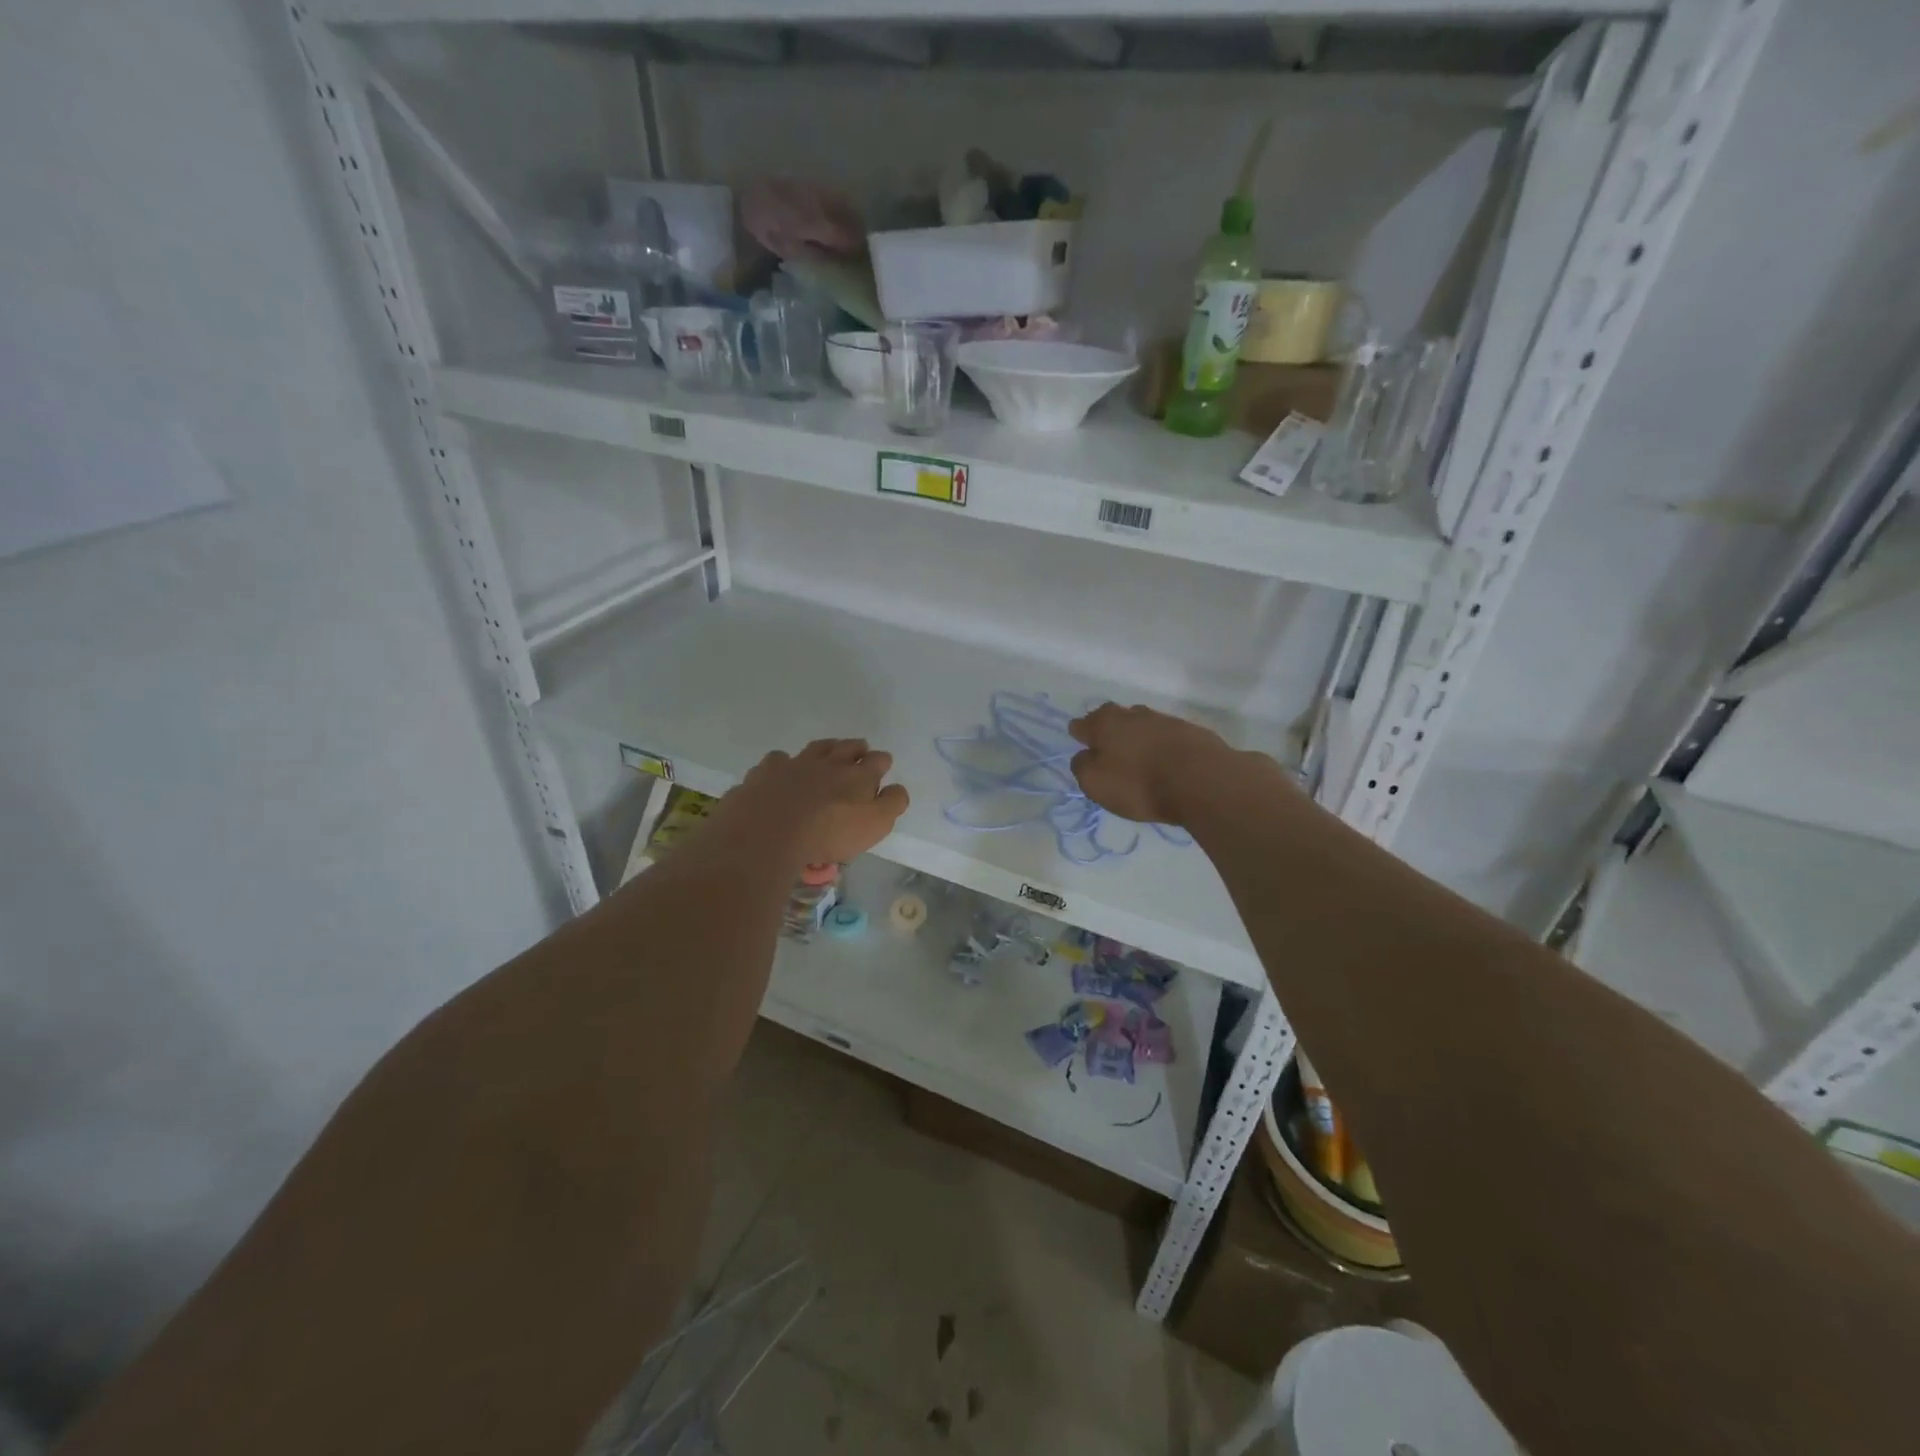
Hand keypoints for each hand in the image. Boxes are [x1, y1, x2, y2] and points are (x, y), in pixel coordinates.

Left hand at [724, 739, 908, 864]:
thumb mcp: (874, 825)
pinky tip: (782, 771)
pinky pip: (778, 760)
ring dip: (826, 748)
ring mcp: (795, 764)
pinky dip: (783, 763)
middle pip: (848, 747)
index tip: (883, 765)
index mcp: (858, 776)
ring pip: (816, 748)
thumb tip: (897, 788)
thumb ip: (891, 804)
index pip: (877, 761)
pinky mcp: (766, 773)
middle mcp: (828, 763)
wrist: (769, 833)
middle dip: (857, 748)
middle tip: (860, 750)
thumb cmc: (829, 834)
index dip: (882, 762)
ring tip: (828, 752)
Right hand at [1068, 704, 1242, 827]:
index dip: (1080, 736)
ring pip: (1141, 725)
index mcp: (1104, 723)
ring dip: (1137, 738)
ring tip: (1139, 760)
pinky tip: (1165, 763)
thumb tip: (1084, 756)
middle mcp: (1132, 714)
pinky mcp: (1190, 731)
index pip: (1082, 724)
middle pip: (1113, 719)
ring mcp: (1164, 720)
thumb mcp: (1096, 784)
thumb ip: (1083, 767)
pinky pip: (1166, 737)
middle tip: (1109, 752)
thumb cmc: (1139, 784)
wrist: (1202, 781)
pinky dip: (1161, 747)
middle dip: (1109, 732)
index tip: (1083, 748)